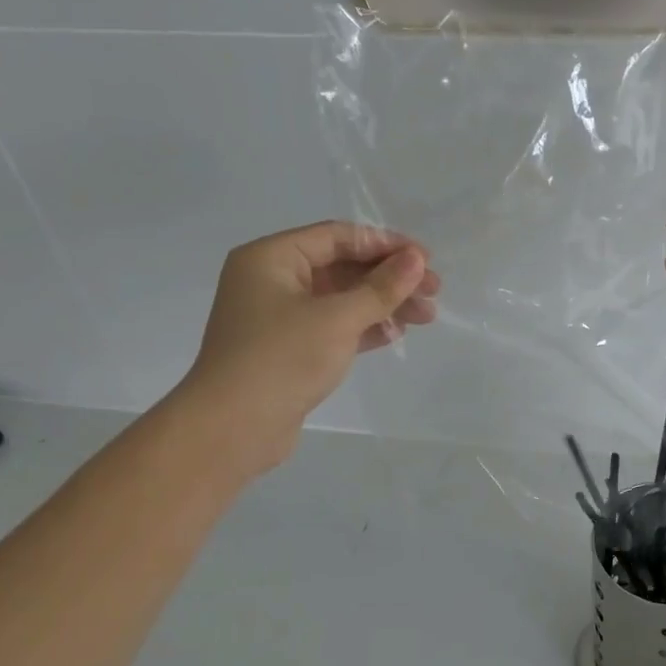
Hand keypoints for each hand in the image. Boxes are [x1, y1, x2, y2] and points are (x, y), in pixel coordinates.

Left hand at [178, 221, 438, 461]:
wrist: (232, 429)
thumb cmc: (282, 359)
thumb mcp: (338, 318)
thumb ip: (381, 288)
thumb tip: (416, 260)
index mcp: (271, 258)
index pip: (337, 237)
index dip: (385, 244)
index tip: (425, 259)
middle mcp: (272, 280)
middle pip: (342, 266)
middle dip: (390, 277)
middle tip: (434, 289)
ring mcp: (279, 317)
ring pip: (342, 299)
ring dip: (384, 304)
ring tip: (427, 316)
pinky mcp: (289, 349)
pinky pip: (334, 326)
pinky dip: (365, 327)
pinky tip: (396, 333)